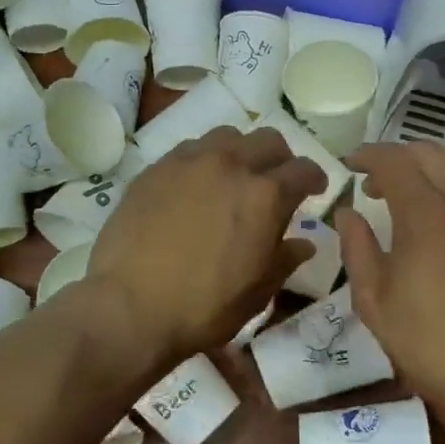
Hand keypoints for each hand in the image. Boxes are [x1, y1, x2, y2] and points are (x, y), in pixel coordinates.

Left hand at [84, 126, 325, 368]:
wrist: (129, 305)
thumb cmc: (203, 306)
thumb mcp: (257, 291)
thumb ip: (285, 259)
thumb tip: (304, 242)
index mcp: (265, 195)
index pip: (303, 169)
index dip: (314, 178)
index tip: (315, 189)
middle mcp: (230, 165)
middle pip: (268, 140)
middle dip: (280, 159)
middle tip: (276, 182)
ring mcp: (189, 161)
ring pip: (227, 136)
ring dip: (240, 152)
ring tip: (234, 176)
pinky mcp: (156, 168)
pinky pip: (190, 149)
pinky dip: (204, 160)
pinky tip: (196, 185)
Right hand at [336, 143, 444, 443]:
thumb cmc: (431, 346)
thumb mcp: (374, 302)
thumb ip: (356, 247)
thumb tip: (347, 212)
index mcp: (429, 219)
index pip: (396, 162)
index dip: (369, 156)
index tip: (351, 165)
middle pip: (432, 154)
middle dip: (398, 157)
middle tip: (375, 182)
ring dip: (431, 164)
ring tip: (412, 189)